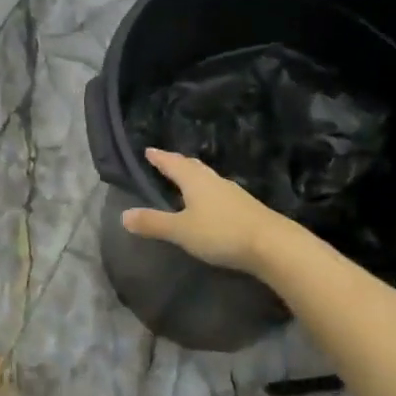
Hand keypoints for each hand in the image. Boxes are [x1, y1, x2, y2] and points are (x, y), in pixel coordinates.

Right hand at [120, 149, 289, 276]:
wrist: (272, 244)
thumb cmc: (221, 232)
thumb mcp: (181, 230)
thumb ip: (153, 223)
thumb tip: (123, 215)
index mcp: (194, 180)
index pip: (172, 163)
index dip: (159, 158)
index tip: (148, 150)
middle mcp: (213, 180)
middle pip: (192, 166)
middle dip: (177, 163)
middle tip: (165, 161)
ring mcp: (232, 192)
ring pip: (207, 178)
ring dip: (194, 176)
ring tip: (185, 180)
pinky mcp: (245, 207)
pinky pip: (219, 191)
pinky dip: (207, 191)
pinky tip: (210, 202)